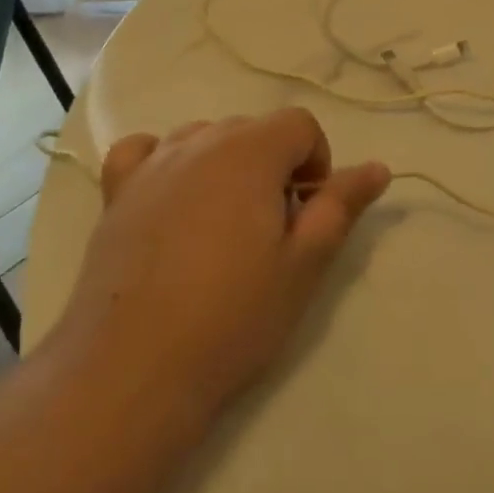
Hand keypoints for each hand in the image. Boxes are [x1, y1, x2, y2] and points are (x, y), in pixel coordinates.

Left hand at [60, 110, 389, 415]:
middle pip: (253, 129)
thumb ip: (341, 206)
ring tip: (223, 225)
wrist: (134, 368)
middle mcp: (199, 141)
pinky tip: (169, 197)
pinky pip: (144, 151)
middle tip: (272, 231)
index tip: (308, 213)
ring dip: (225, 165)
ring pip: (203, 137)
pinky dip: (164, 161)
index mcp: (250, 152)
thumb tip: (377, 166)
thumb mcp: (304, 264)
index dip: (316, 162)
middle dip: (274, 166)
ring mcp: (152, 164)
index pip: (299, 123)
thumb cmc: (232, 316)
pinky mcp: (116, 193)